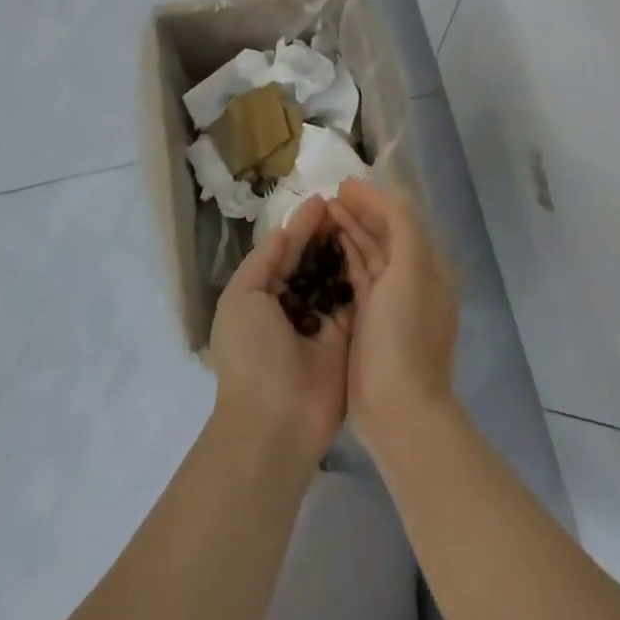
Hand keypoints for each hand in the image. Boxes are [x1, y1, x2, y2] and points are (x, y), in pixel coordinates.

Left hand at [207, 196, 353, 470]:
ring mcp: (321, 323)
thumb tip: (283, 230)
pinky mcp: (347, 338)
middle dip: (327, 235)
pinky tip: (377, 251)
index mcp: (260, 296)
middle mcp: (291, 306)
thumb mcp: (242, 298)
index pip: (284, 252)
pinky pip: (355, 301)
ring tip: (366, 221)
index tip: (324, 199)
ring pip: (336, 278)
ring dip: (346, 251)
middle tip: (351, 205)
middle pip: (313, 262)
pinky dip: (362, 277)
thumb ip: (263, 261)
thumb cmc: (252, 353)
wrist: (276, 420)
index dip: (302, 227)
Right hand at [328, 177, 459, 461]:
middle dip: (358, 213)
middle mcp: (412, 280)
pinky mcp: (369, 321)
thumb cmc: (404, 335)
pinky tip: (323, 249)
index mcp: (429, 266)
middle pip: (384, 235)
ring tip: (320, 215)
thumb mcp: (411, 271)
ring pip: (368, 256)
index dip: (374, 199)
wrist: (398, 407)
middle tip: (326, 197)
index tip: (342, 184)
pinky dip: (343, 260)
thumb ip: (402, 227)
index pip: (401, 219)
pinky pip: (357, 279)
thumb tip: (386, 195)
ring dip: (348, 233)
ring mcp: (390, 303)